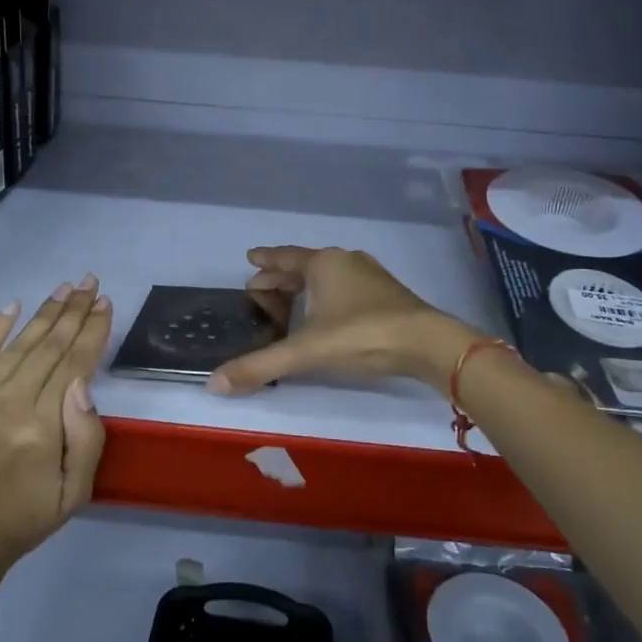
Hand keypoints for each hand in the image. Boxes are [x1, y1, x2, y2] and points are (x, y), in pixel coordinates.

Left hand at [0, 276, 112, 571]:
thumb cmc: (25, 519)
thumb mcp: (76, 492)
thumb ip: (86, 437)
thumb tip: (82, 382)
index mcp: (39, 431)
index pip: (72, 365)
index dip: (91, 331)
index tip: (104, 303)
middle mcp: (2, 408)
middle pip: (46, 348)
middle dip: (72, 312)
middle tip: (89, 281)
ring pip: (14, 347)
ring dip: (43, 314)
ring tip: (64, 289)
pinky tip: (14, 306)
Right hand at [210, 246, 477, 395]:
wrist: (428, 343)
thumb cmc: (362, 336)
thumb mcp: (307, 351)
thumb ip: (261, 366)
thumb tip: (213, 383)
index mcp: (322, 264)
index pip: (283, 258)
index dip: (264, 260)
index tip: (249, 258)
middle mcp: (344, 261)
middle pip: (303, 266)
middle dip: (280, 278)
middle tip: (258, 291)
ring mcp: (368, 276)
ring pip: (326, 276)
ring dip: (304, 287)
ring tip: (289, 303)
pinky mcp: (386, 294)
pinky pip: (344, 287)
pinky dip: (326, 296)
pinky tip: (326, 315)